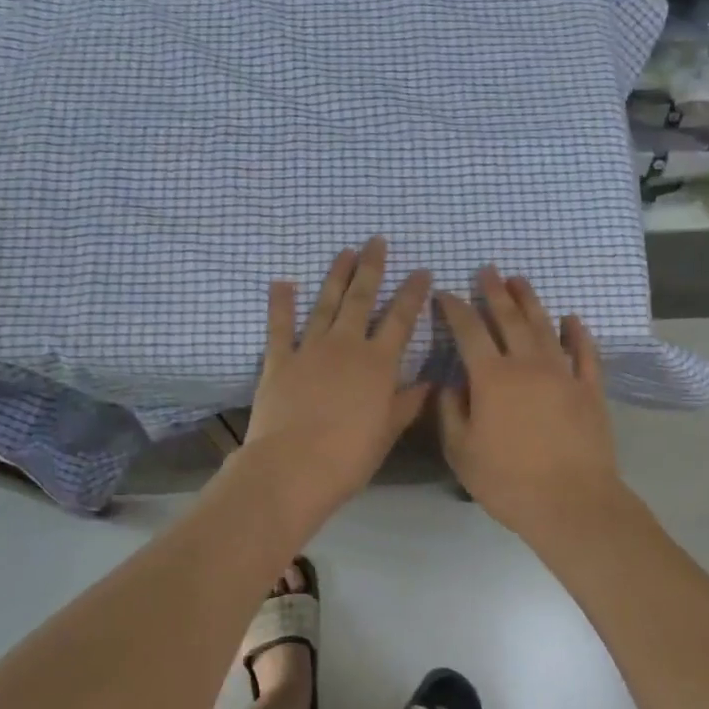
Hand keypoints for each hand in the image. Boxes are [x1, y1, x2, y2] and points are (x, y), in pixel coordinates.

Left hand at [239, 237, 431, 527]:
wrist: (293, 466)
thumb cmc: (349, 456)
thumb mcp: (387, 431)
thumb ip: (407, 403)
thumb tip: (428, 382)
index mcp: (378, 363)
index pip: (401, 320)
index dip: (412, 294)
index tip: (421, 271)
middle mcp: (346, 346)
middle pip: (362, 299)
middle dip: (371, 268)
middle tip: (376, 241)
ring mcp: (310, 349)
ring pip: (326, 304)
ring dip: (336, 276)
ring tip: (344, 252)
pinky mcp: (279, 360)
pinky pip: (280, 326)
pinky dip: (281, 303)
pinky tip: (282, 282)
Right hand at [436, 268, 622, 537]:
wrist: (571, 502)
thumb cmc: (507, 480)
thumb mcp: (461, 451)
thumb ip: (450, 412)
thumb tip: (450, 385)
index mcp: (492, 377)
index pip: (469, 331)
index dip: (455, 309)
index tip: (445, 293)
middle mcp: (527, 364)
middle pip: (509, 318)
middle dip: (494, 292)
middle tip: (486, 270)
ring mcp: (564, 374)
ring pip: (545, 327)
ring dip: (531, 302)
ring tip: (520, 281)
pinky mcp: (590, 389)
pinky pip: (585, 353)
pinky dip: (578, 333)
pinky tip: (572, 319)